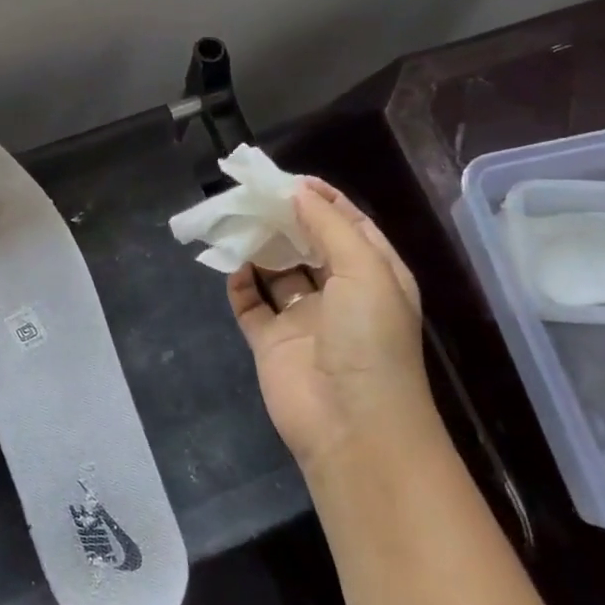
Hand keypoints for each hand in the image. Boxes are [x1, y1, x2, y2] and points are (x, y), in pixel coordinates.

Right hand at [228, 179, 433, 474]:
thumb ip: (330, 226)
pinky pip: (251, 304)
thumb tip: (298, 192)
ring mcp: (304, 319)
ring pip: (276, 271)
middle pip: (307, 244)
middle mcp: (339, 294)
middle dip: (283, 219)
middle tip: (252, 195)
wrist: (352, 425)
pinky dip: (240, 283)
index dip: (321, 200)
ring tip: (235, 220)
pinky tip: (230, 264)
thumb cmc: (370, 340)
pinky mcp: (271, 342)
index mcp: (373, 275)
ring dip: (259, 247)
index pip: (347, 226)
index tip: (288, 179)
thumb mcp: (365, 270)